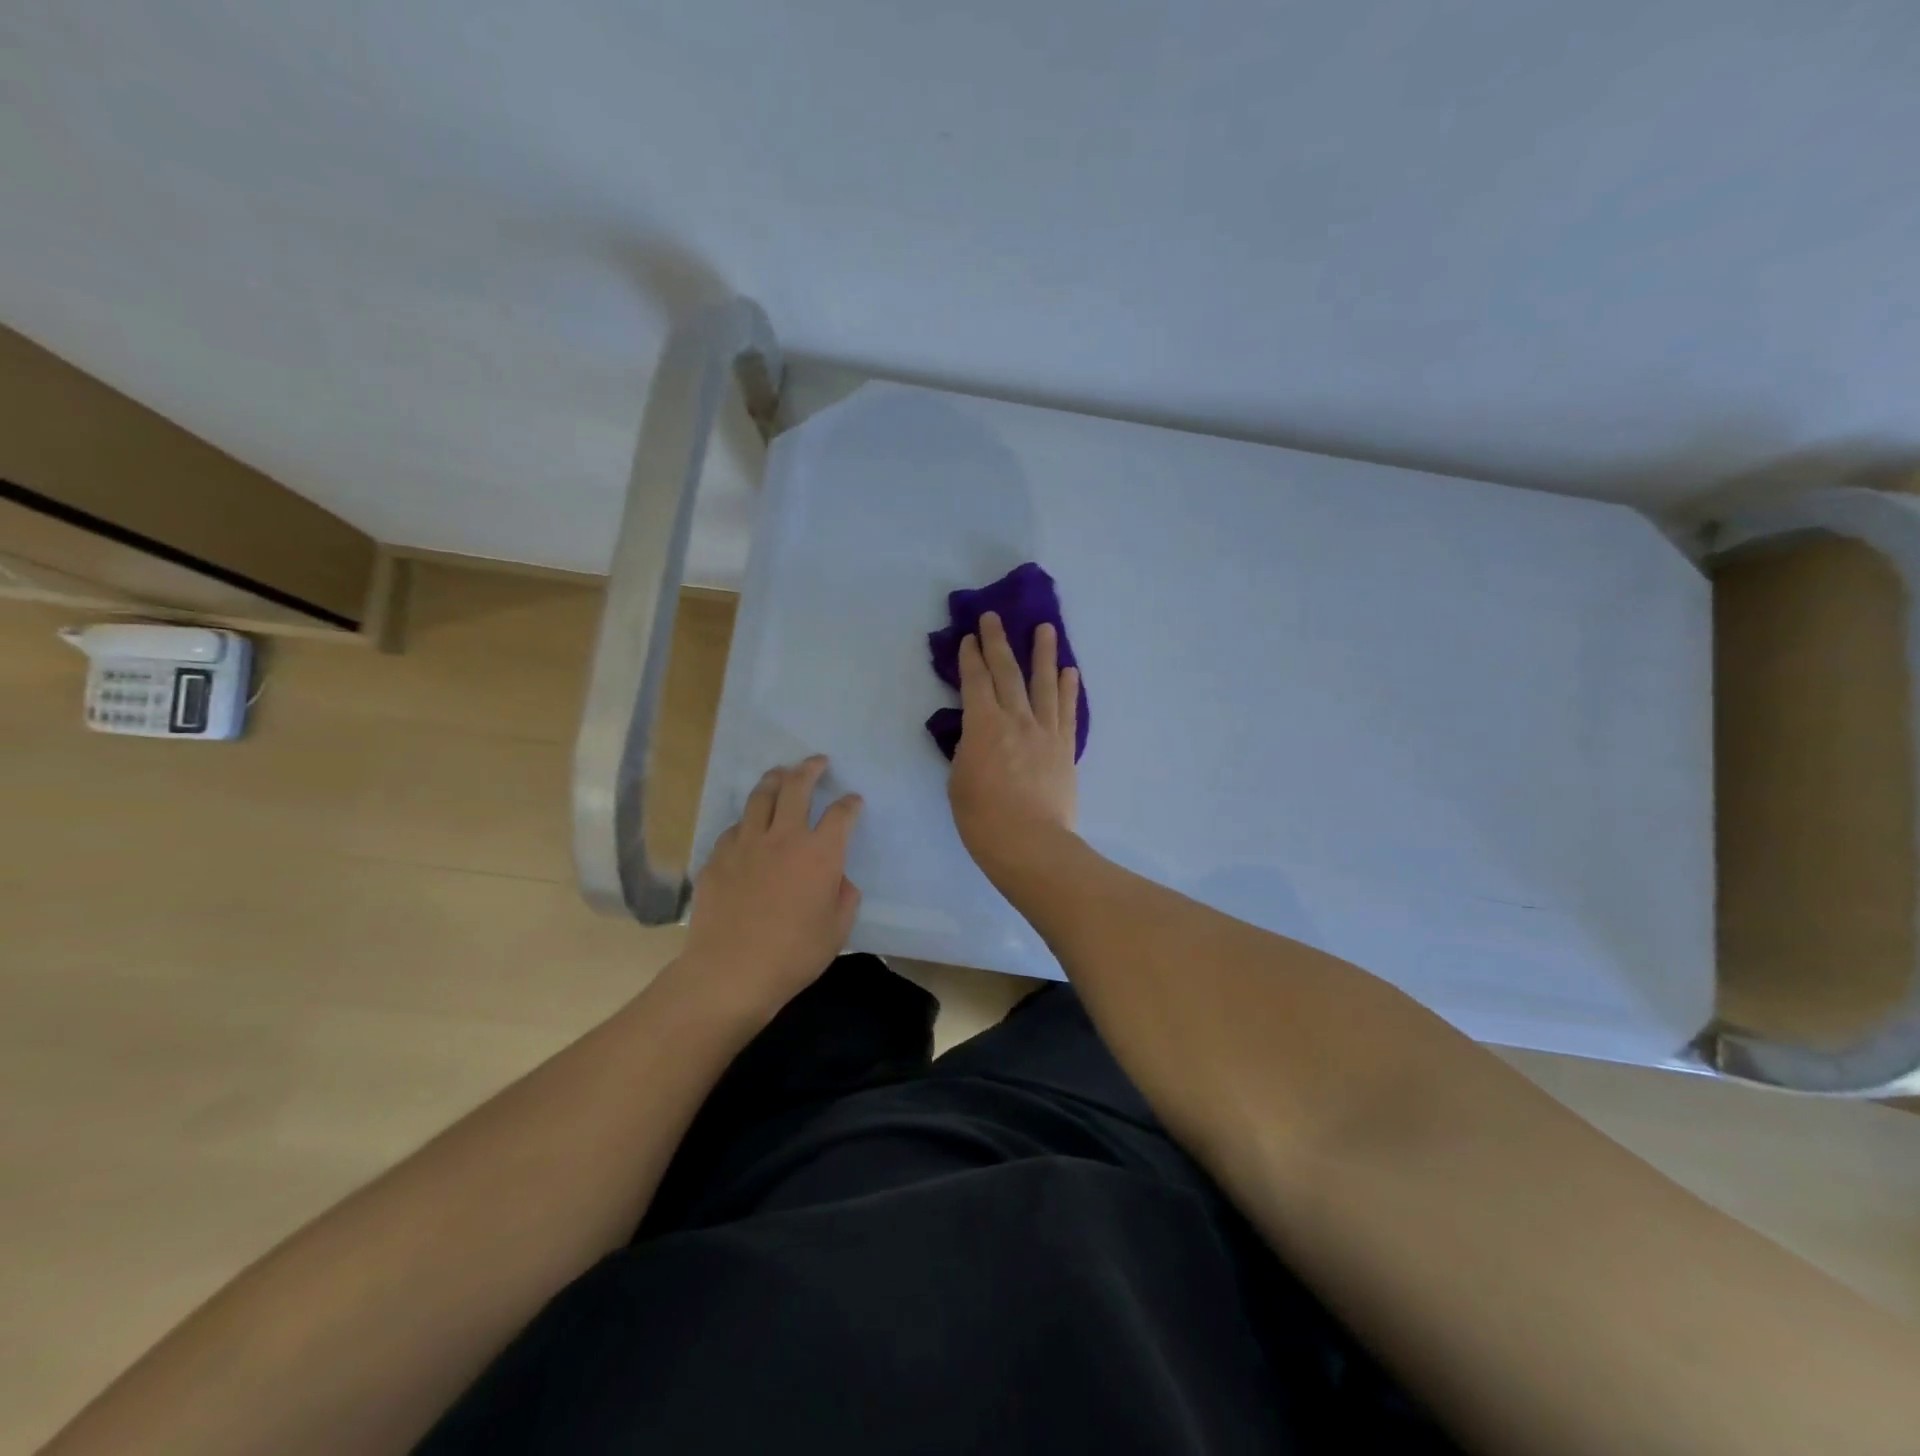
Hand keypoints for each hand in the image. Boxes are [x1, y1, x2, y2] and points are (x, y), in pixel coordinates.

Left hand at [675, 755, 862, 1017]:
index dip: (850, 803)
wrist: (731, 972)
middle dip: (810, 769)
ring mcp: (746, 843)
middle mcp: (784, 837)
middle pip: (797, 786)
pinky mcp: (718, 856)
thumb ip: (844, 896)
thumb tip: (839, 879)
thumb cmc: (793, 955)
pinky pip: (736, 826)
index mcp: (820, 854)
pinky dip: (749, 819)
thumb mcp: (837, 930)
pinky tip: (750, 825)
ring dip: (775, 779)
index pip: (841, 814)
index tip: (853, 801)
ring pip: (761, 796)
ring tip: (781, 773)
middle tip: (817, 762)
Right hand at [948, 612, 1081, 880]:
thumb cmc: (983, 818)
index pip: (976, 682)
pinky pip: (1068, 711)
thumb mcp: (959, 780)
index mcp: (984, 725)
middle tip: (994, 617)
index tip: (969, 638)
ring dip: (1043, 653)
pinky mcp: (1065, 748)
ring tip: (1045, 628)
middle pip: (1007, 673)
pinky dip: (1069, 689)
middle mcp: (1017, 719)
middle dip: (998, 642)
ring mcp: (1045, 731)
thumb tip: (977, 735)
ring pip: (1044, 684)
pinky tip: (1070, 671)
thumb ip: (968, 749)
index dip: (971, 657)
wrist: (1030, 844)